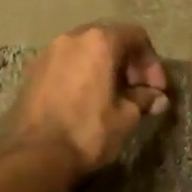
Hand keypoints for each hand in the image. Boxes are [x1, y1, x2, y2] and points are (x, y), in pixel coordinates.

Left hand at [1, 22, 169, 180]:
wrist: (34, 155)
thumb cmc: (87, 131)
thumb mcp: (125, 117)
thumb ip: (143, 100)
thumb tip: (157, 98)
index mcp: (100, 41)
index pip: (136, 37)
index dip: (152, 63)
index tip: (156, 89)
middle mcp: (73, 37)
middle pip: (110, 38)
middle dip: (129, 63)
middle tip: (138, 91)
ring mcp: (49, 52)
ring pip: (86, 50)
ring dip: (105, 67)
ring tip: (114, 96)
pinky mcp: (33, 70)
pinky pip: (67, 62)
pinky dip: (83, 73)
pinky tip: (88, 99)